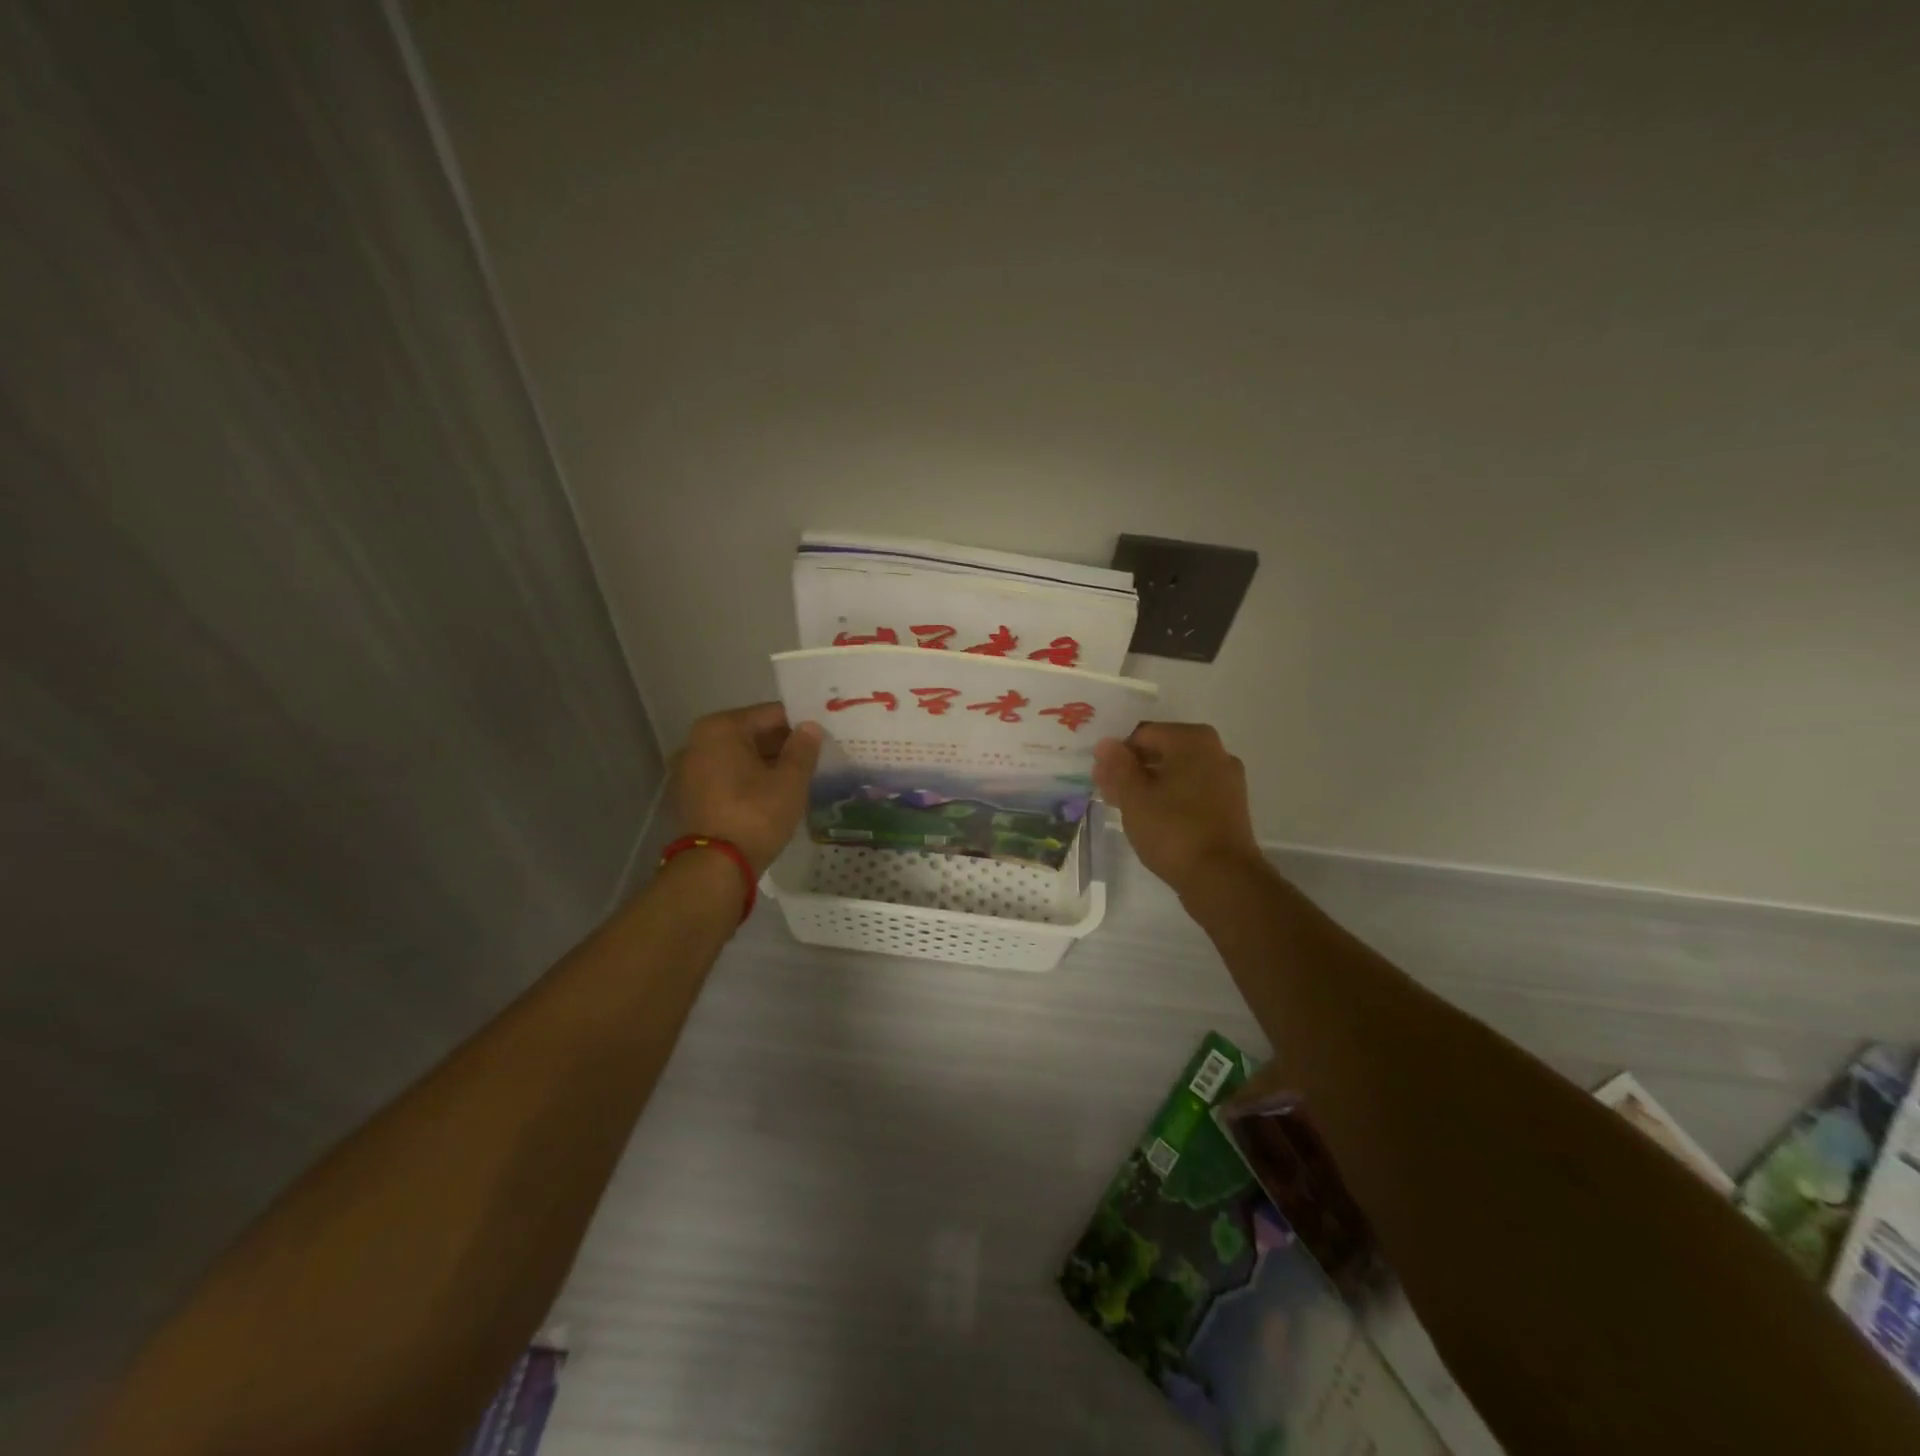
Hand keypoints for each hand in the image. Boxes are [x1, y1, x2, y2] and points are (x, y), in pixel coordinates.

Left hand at [673, 703, 822, 875]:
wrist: (715, 868)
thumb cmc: (755, 815)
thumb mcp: (790, 781)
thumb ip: (803, 749)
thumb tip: (810, 727)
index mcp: (720, 728)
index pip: (771, 715)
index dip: (799, 726)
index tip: (821, 739)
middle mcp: (697, 742)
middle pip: (751, 735)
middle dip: (781, 746)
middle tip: (813, 759)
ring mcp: (688, 771)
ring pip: (737, 758)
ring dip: (764, 765)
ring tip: (795, 780)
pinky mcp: (688, 797)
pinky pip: (725, 778)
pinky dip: (746, 782)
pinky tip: (769, 797)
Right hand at [1093, 723, 1261, 894]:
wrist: (1223, 878)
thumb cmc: (1173, 830)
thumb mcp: (1134, 796)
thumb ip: (1117, 766)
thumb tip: (1106, 743)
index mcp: (1193, 740)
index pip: (1143, 734)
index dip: (1116, 753)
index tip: (1100, 777)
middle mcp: (1215, 752)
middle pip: (1161, 751)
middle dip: (1131, 769)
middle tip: (1107, 792)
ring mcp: (1226, 780)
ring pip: (1176, 773)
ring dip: (1148, 785)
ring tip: (1124, 807)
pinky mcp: (1229, 806)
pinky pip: (1191, 792)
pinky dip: (1169, 798)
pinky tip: (1150, 818)